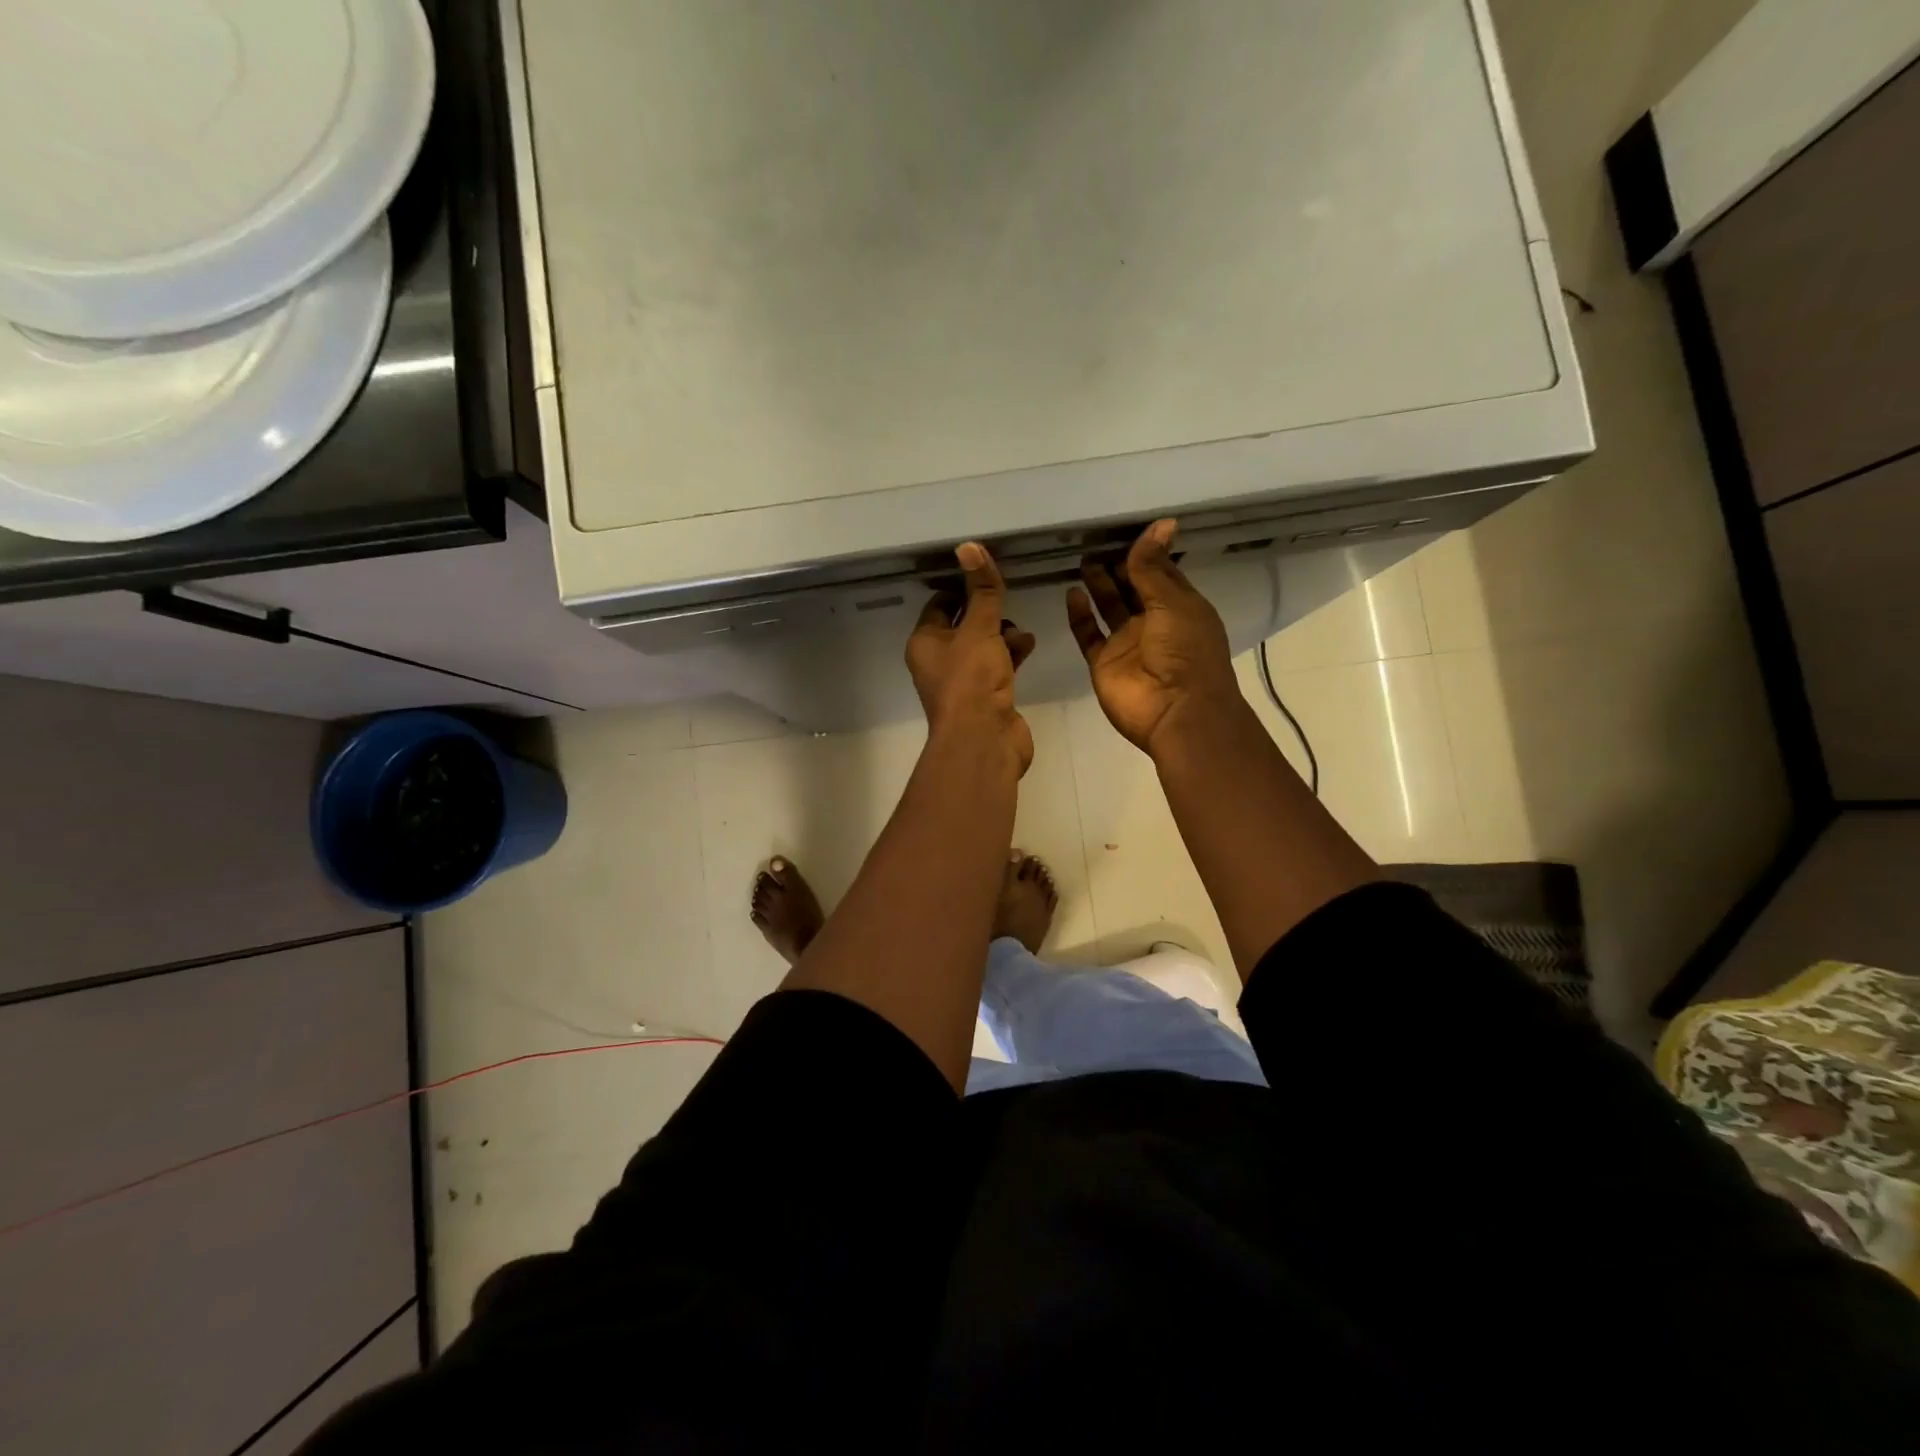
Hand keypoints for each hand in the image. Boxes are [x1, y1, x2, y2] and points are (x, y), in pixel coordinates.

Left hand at [907, 542, 1036, 774]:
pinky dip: (1011, 655)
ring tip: (1021, 629)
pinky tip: (1029, 645)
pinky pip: (997, 666)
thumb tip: (969, 546)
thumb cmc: (972, 680)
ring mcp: (962, 682)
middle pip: (962, 626)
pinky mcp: (985, 698)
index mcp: (924, 643)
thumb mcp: (979, 628)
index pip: (939, 604)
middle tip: (1006, 601)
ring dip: (1002, 634)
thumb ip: (981, 590)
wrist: (984, 740)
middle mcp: (938, 662)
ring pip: (982, 647)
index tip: (984, 574)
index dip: (960, 588)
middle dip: (986, 613)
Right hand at [1067, 519, 1240, 755]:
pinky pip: (1088, 634)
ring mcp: (1127, 643)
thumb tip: (1160, 523)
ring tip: (1083, 558)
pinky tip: (1072, 593)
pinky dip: (1080, 615)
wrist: (1175, 711)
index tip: (1125, 526)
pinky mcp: (1104, 662)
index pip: (1160, 572)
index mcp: (1180, 607)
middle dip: (1118, 565)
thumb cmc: (1185, 652)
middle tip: (1096, 538)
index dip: (1145, 552)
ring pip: (1109, 607)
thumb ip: (1154, 567)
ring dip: (1099, 585)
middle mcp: (1154, 622)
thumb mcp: (1173, 603)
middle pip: (1132, 588)